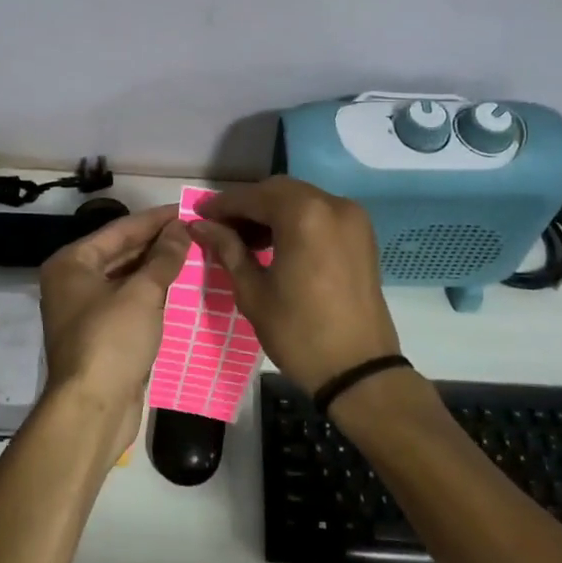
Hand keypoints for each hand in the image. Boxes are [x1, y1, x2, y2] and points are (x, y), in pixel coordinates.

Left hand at [37, 206, 192, 461]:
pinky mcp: (100, 336)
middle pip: (121, 253)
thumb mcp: (142, 293)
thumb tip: (181, 228)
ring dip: (157, 269)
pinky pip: (130, 304)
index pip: (119, 230)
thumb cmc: (111, 341)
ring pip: (126, 279)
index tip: (187, 210)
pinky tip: (180, 289)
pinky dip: (152, 295)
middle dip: (157, 244)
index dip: (155, 220)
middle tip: (195, 232)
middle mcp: (72, 283)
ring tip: (194, 255)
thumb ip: (163, 258)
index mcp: (71, 264)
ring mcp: (85, 311)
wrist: (93, 410)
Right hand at [191, 177, 399, 393]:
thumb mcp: (253, 292)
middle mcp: (332, 204)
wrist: (359, 371)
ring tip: (244, 238)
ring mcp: (353, 218)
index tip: (199, 216)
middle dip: (247, 205)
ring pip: (301, 199)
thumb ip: (228, 250)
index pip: (253, 197)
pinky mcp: (362, 234)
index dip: (222, 205)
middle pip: (279, 191)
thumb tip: (201, 226)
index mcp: (304, 215)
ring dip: (271, 211)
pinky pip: (321, 213)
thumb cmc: (299, 333)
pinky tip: (275, 242)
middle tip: (220, 227)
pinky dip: (295, 219)